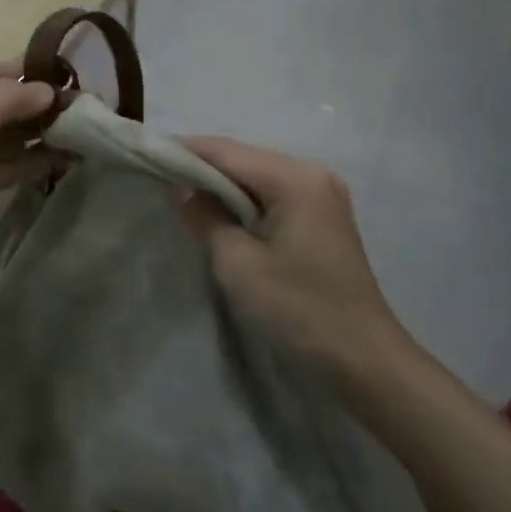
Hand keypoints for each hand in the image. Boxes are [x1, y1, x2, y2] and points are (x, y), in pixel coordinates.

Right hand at [178, 137, 414, 377]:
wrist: (364, 361)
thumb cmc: (299, 309)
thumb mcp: (238, 264)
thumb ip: (205, 217)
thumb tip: (182, 189)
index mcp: (295, 178)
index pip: (226, 151)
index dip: (184, 151)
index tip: (146, 157)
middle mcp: (312, 174)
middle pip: (242, 158)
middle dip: (200, 168)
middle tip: (158, 181)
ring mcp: (321, 195)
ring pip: (256, 177)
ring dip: (220, 186)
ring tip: (179, 197)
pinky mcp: (322, 218)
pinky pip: (271, 196)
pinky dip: (242, 202)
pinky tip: (218, 216)